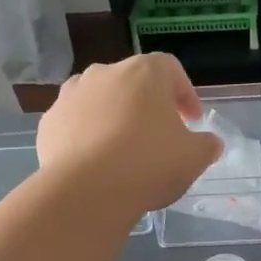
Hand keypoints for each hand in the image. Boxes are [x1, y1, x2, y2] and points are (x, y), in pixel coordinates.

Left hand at [37, 54, 221, 216]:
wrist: (86, 191)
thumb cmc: (148, 164)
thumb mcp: (193, 158)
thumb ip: (207, 145)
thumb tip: (211, 142)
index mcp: (145, 72)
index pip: (171, 69)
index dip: (185, 94)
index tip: (192, 120)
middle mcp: (105, 73)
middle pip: (133, 82)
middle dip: (148, 105)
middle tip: (159, 135)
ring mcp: (72, 95)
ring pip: (100, 99)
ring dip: (114, 116)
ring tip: (123, 148)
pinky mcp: (49, 121)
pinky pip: (75, 123)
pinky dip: (87, 135)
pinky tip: (95, 162)